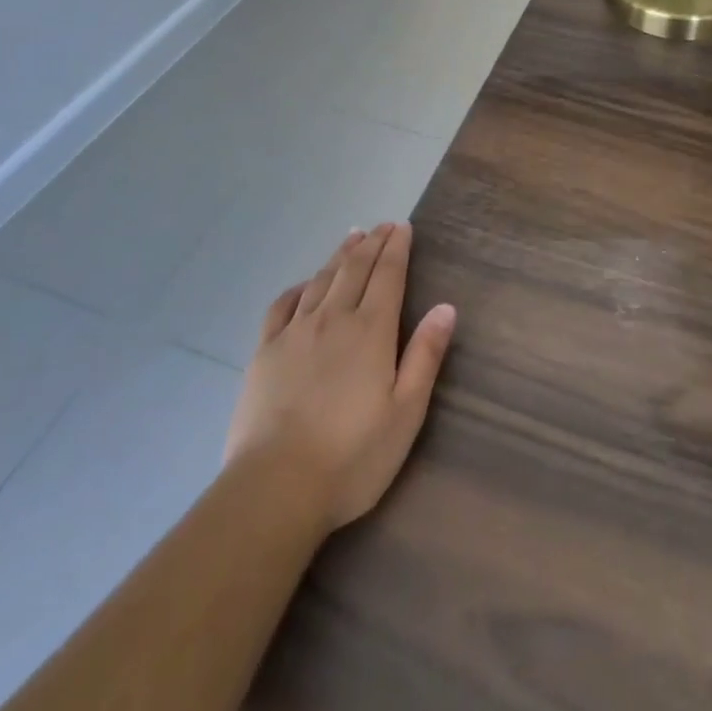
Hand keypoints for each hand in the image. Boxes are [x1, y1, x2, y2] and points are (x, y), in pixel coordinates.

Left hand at [224, 223, 456, 535]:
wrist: (276, 485)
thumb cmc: (352, 456)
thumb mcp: (406, 412)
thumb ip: (425, 356)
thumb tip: (446, 307)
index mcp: (371, 331)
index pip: (388, 275)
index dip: (397, 248)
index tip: (403, 226)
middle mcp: (333, 319)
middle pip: (355, 269)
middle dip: (372, 243)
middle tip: (383, 225)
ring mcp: (295, 332)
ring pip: (322, 279)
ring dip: (340, 255)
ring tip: (353, 237)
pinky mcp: (265, 351)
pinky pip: (283, 305)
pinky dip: (299, 286)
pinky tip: (305, 285)